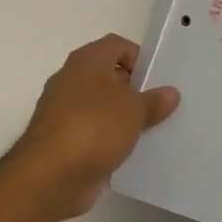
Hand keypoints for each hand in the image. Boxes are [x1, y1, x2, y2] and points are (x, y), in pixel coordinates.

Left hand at [0, 34, 180, 221]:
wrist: (51, 176)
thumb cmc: (94, 128)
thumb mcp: (134, 110)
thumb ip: (154, 100)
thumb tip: (170, 93)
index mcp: (86, 61)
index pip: (117, 45)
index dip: (140, 57)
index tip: (159, 79)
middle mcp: (71, 80)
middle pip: (109, 76)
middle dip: (135, 89)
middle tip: (162, 105)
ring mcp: (64, 112)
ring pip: (102, 106)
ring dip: (124, 117)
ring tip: (153, 129)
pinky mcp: (64, 141)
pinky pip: (94, 133)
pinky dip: (111, 139)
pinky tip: (132, 151)